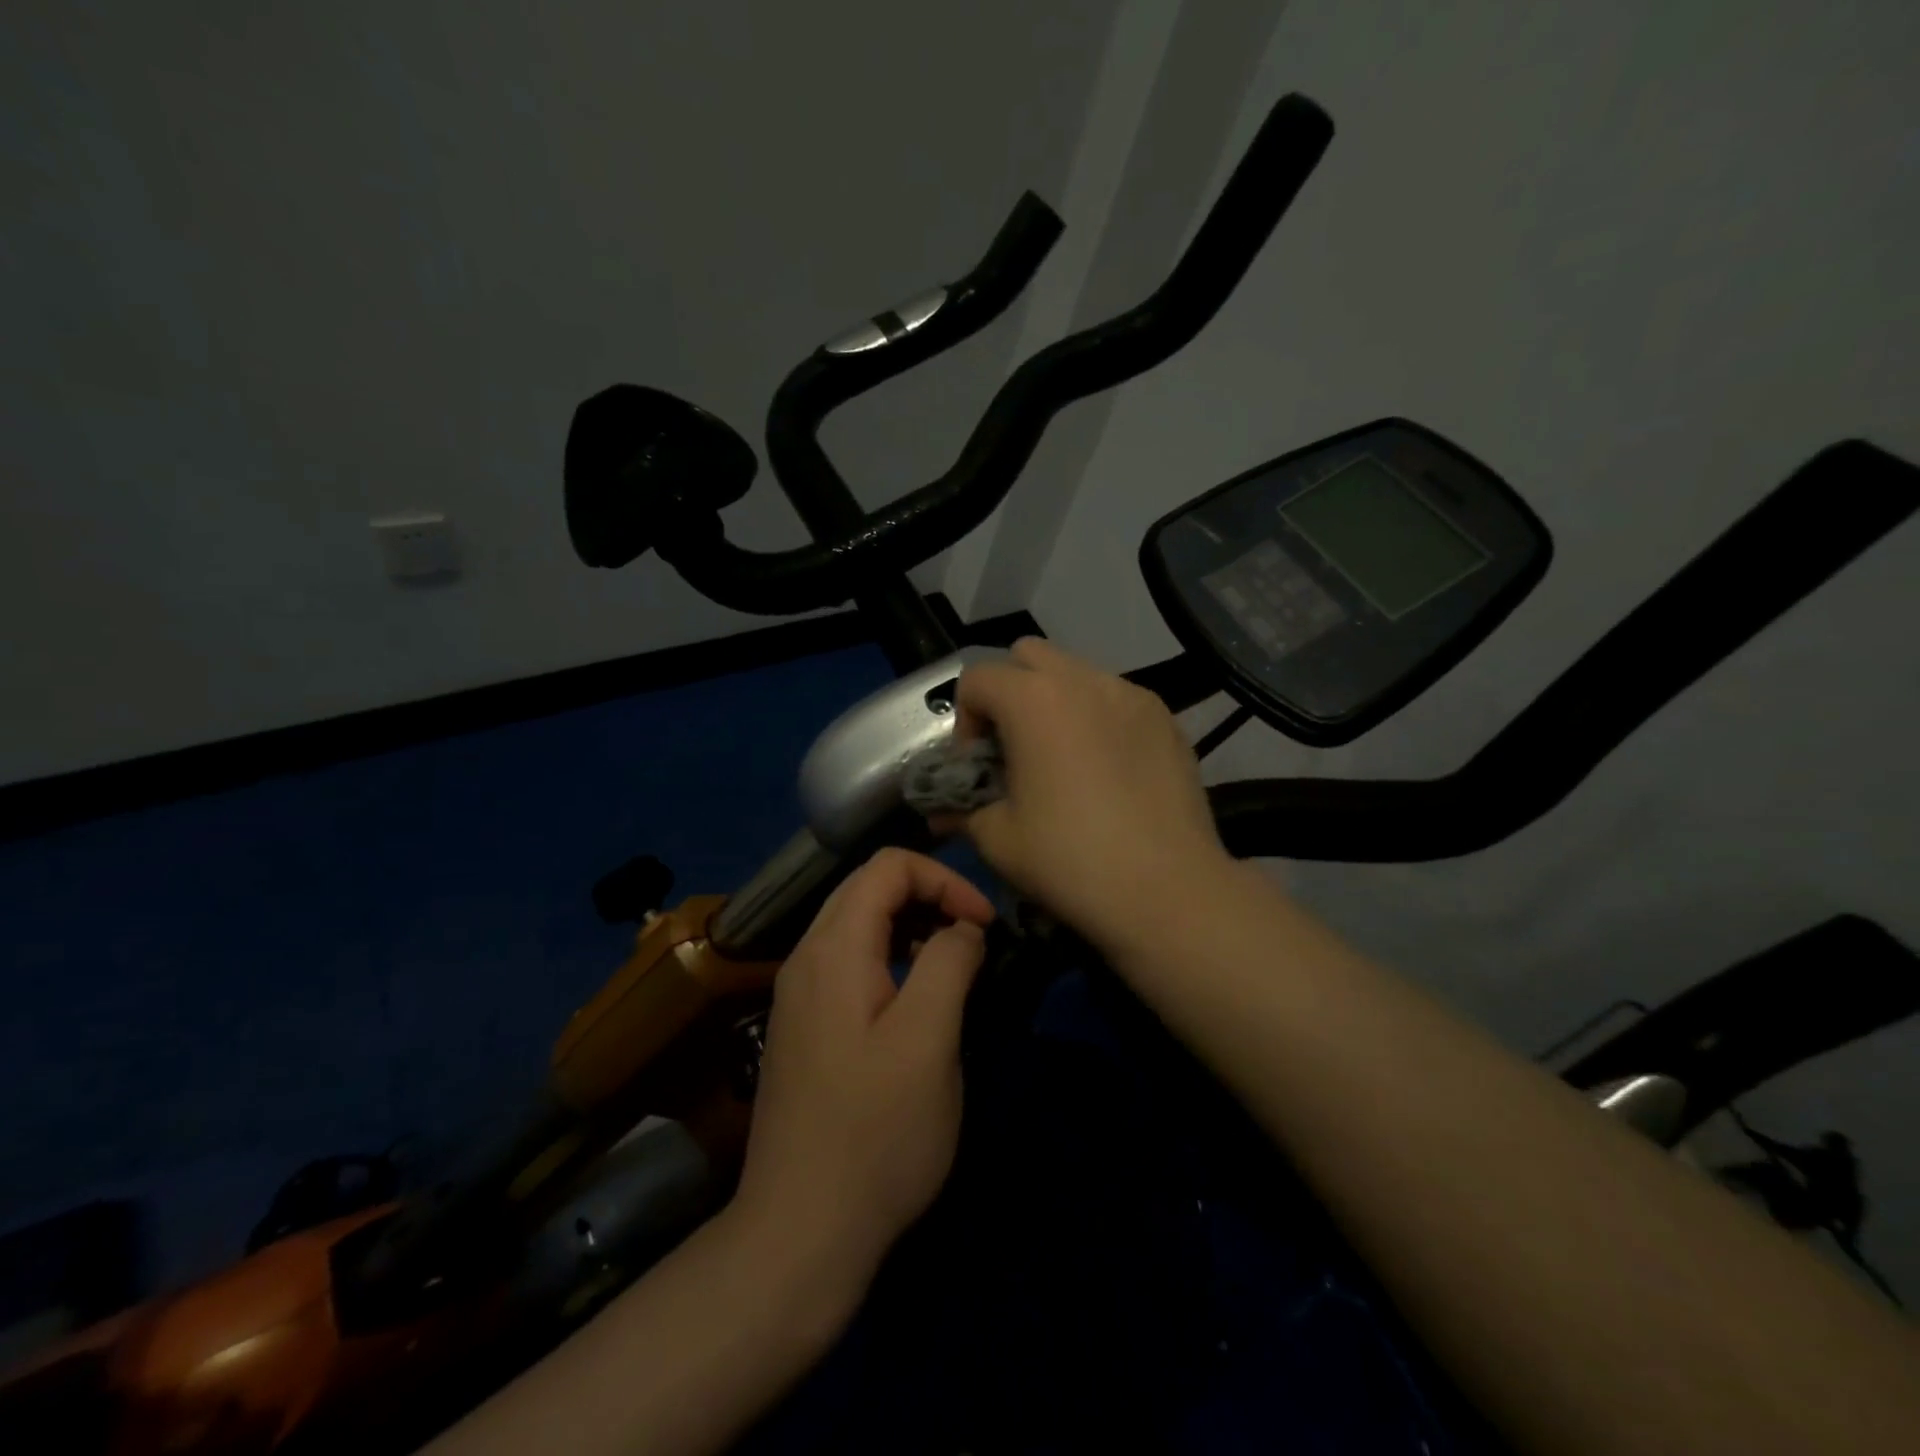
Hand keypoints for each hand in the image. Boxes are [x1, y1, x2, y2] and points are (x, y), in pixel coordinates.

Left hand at [732, 848, 994, 1286]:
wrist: (799, 1231)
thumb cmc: (875, 1134)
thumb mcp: (928, 1042)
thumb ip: (949, 963)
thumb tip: (963, 927)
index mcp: (833, 949)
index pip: (887, 866)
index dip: (944, 880)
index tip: (983, 924)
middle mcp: (806, 957)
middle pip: (869, 887)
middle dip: (929, 896)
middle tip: (973, 937)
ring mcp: (798, 992)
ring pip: (858, 923)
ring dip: (911, 925)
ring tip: (952, 964)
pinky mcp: (804, 1024)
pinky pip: (849, 960)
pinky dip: (890, 955)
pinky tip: (915, 998)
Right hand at [957, 638, 1231, 950]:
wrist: (1168, 891)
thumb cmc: (1070, 861)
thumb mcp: (998, 840)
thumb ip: (963, 810)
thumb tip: (944, 812)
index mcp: (1033, 700)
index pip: (977, 678)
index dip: (965, 720)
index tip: (979, 766)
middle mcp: (1083, 680)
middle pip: (1028, 656)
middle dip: (1010, 692)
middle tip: (1016, 748)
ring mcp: (1131, 694)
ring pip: (1076, 673)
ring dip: (1056, 702)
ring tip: (1064, 759)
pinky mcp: (1165, 717)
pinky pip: (1116, 699)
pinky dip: (1097, 718)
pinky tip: (1108, 771)